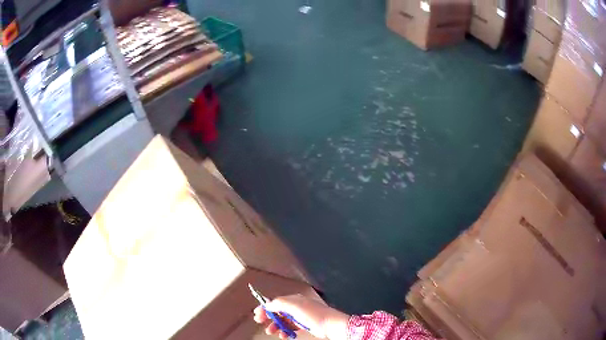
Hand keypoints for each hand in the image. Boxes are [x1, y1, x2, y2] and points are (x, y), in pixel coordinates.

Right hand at [253, 294, 349, 339]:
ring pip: (282, 321)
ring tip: (271, 331)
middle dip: (268, 317)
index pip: (275, 302)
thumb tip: (267, 304)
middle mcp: (295, 306)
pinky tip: (283, 335)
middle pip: (277, 311)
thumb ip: (279, 304)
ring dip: (275, 326)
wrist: (330, 324)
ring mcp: (299, 316)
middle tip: (260, 322)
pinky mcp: (303, 324)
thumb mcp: (294, 306)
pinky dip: (285, 331)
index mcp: (293, 299)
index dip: (265, 307)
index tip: (257, 314)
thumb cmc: (313, 314)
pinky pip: (290, 327)